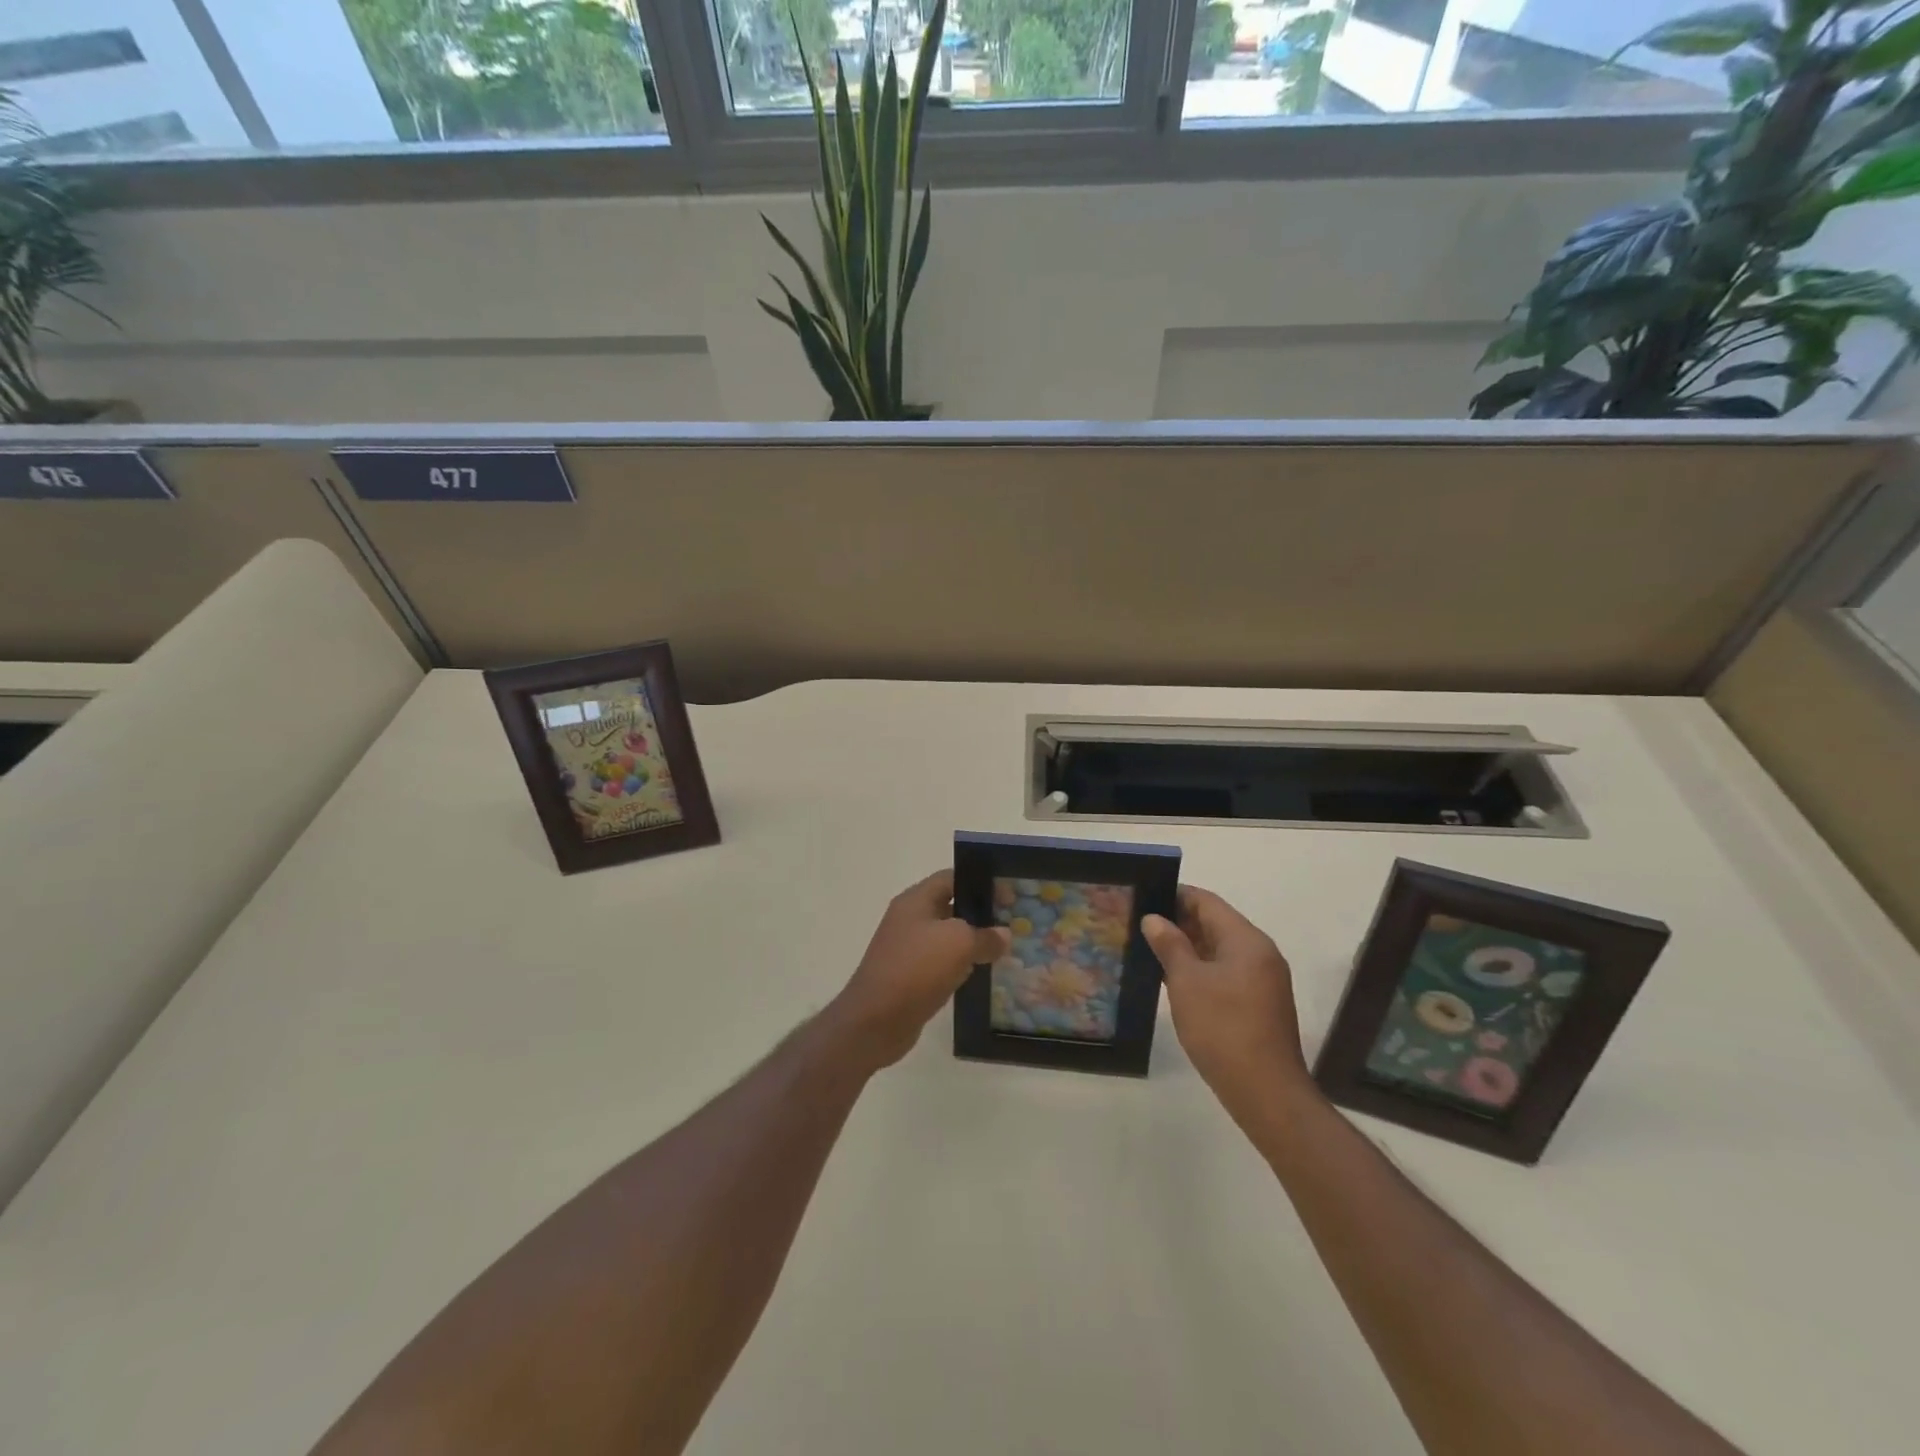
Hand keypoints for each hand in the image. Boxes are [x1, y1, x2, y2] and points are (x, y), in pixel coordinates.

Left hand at [829, 870, 1010, 1072]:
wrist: (875, 1020)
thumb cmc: (916, 968)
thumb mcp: (958, 944)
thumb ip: (985, 936)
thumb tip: (1004, 935)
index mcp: (916, 900)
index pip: (951, 878)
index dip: (981, 883)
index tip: (1009, 896)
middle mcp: (910, 919)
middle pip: (951, 907)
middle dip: (980, 914)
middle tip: (1011, 923)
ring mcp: (908, 949)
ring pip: (948, 938)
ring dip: (973, 943)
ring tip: (1004, 949)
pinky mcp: (911, 976)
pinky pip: (942, 963)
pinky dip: (961, 966)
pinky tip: (982, 974)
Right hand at [1142, 886, 1314, 1116]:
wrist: (1265, 1092)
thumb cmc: (1223, 1028)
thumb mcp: (1186, 982)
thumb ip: (1170, 945)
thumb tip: (1154, 919)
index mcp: (1246, 940)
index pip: (1207, 902)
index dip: (1174, 895)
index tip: (1144, 897)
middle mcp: (1260, 953)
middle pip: (1215, 923)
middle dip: (1179, 922)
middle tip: (1140, 925)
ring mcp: (1263, 980)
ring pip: (1220, 950)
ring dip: (1188, 948)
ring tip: (1150, 951)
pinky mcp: (1260, 1004)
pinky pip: (1226, 973)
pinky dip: (1201, 970)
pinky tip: (1175, 981)